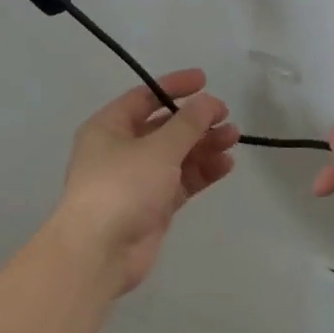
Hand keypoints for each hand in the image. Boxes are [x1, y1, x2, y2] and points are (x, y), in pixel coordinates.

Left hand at [52, 69, 240, 294]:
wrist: (100, 251)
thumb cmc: (122, 187)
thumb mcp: (158, 148)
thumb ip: (188, 123)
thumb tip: (209, 101)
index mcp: (109, 127)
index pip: (144, 96)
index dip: (174, 86)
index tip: (206, 81)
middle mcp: (121, 150)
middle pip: (164, 127)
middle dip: (196, 121)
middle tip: (227, 117)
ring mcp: (137, 180)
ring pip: (176, 155)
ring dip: (204, 145)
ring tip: (233, 138)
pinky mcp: (153, 206)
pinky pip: (181, 181)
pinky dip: (202, 171)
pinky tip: (225, 164)